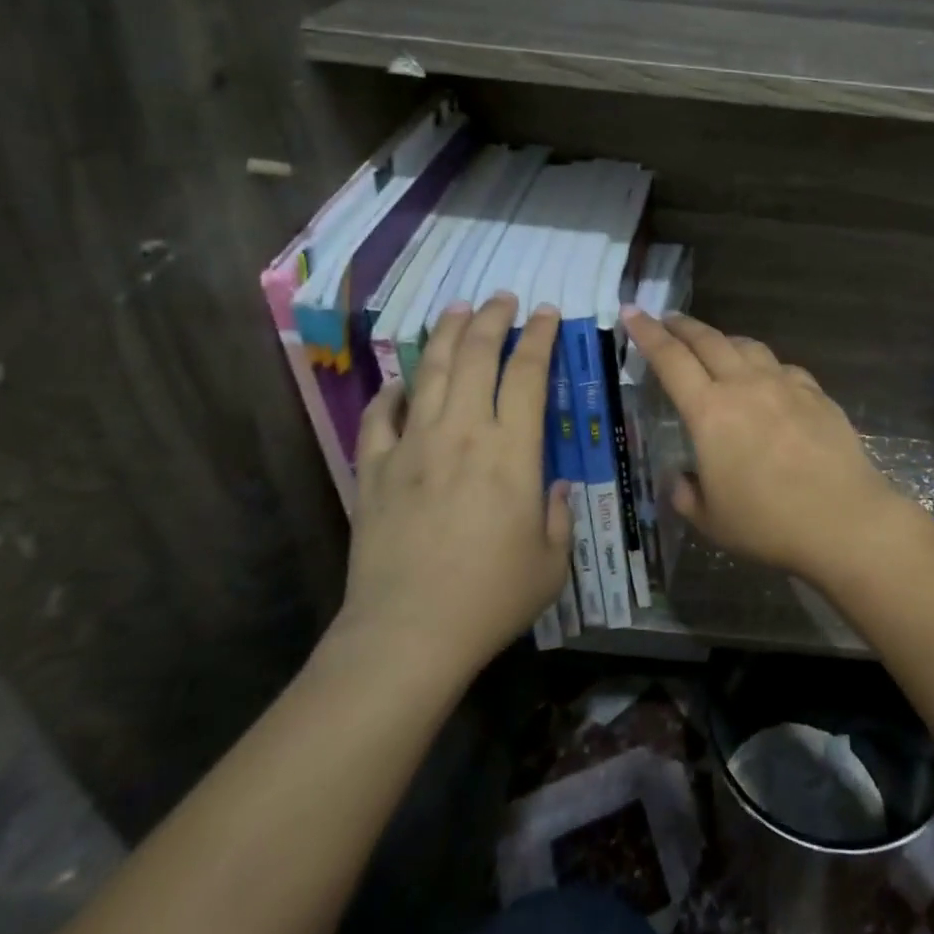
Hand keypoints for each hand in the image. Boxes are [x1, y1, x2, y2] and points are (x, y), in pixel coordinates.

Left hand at [340, 294, 570, 671]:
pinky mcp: (375, 471)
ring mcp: (413, 448)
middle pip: (476, 357)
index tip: (546, 313)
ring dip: (447, 336)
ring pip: (431, 373)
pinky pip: (380, 418)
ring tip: (458, 310)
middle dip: (493, 319)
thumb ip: (557, 516)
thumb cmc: (491, 597)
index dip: (539, 336)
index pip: (527, 373)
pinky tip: (400, 385)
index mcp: (511, 450)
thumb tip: (553, 489)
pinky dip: (391, 394)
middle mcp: (462, 434)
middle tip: (503, 298)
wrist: (408, 634)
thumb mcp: (551, 561)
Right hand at [620, 309, 895, 578]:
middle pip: (708, 340)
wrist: (843, 519)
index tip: (632, 312)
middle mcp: (745, 386)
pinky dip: (764, 365)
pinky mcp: (815, 393)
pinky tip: (767, 379)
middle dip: (682, 326)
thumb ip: (686, 494)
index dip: (647, 333)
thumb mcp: (712, 520)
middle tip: (667, 319)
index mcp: (710, 411)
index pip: (670, 359)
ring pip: (747, 346)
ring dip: (724, 340)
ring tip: (715, 345)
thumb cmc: (769, 523)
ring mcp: (784, 385)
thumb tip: (679, 479)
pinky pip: (782, 367)